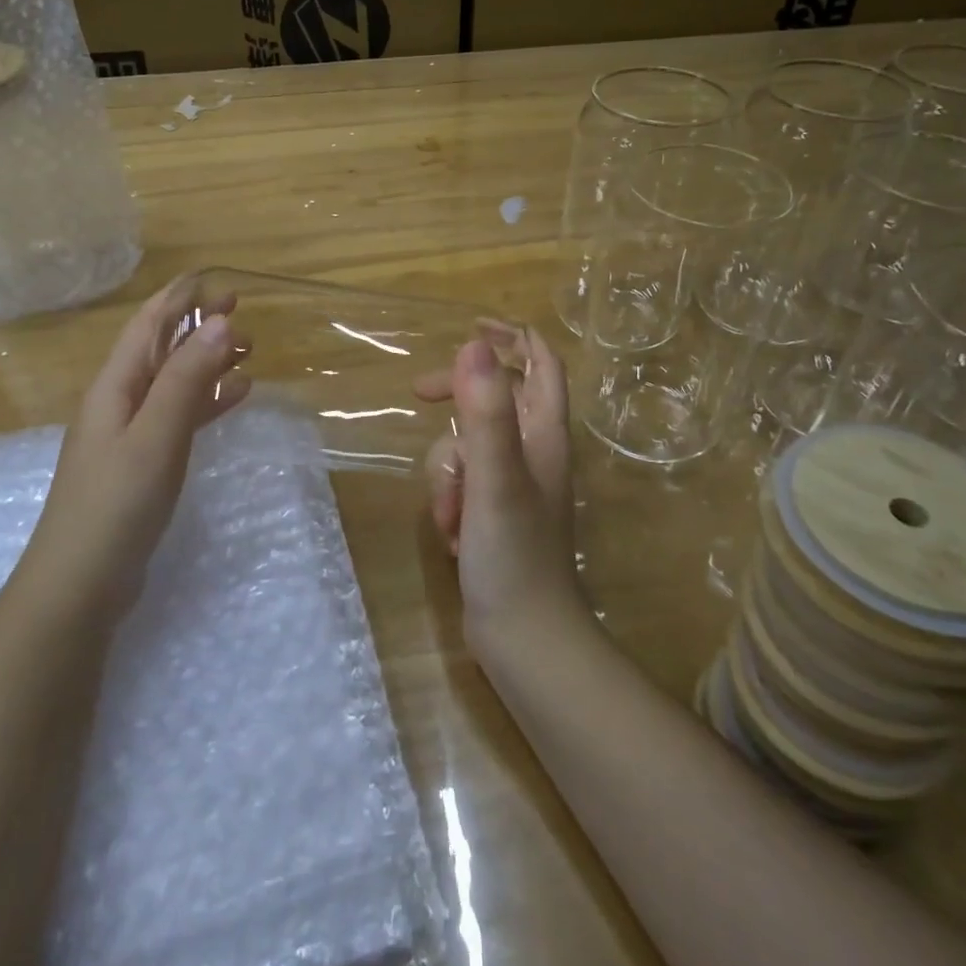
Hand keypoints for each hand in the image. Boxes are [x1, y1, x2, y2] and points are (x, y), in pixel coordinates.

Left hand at [22, 277, 250, 616]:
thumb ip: (186, 378)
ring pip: (173, 380)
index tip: (223, 285)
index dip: (182, 298)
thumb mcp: (156, 434)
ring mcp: (129, 433)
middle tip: (245, 317)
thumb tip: (219, 321)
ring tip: (249, 352)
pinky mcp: (142, 462)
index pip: (148, 323)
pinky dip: (206, 400)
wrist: (80, 584)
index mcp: (115, 385)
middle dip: (199, 326)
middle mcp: (119, 400)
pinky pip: (178, 414)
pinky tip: (234, 397)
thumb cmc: (116, 503)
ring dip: (207, 360)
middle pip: (161, 348)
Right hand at [415, 327, 584, 651]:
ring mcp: (513, 483)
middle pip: (495, 397)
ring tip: (451, 514)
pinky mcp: (493, 512)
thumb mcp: (495, 479)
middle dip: (458, 398)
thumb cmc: (514, 555)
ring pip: (467, 444)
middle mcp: (534, 452)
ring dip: (448, 471)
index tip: (472, 325)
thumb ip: (487, 413)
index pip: (540, 364)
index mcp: (545, 435)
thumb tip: (476, 344)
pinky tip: (452, 534)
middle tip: (420, 394)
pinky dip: (450, 499)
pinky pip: (461, 482)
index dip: (512, 336)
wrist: (523, 639)